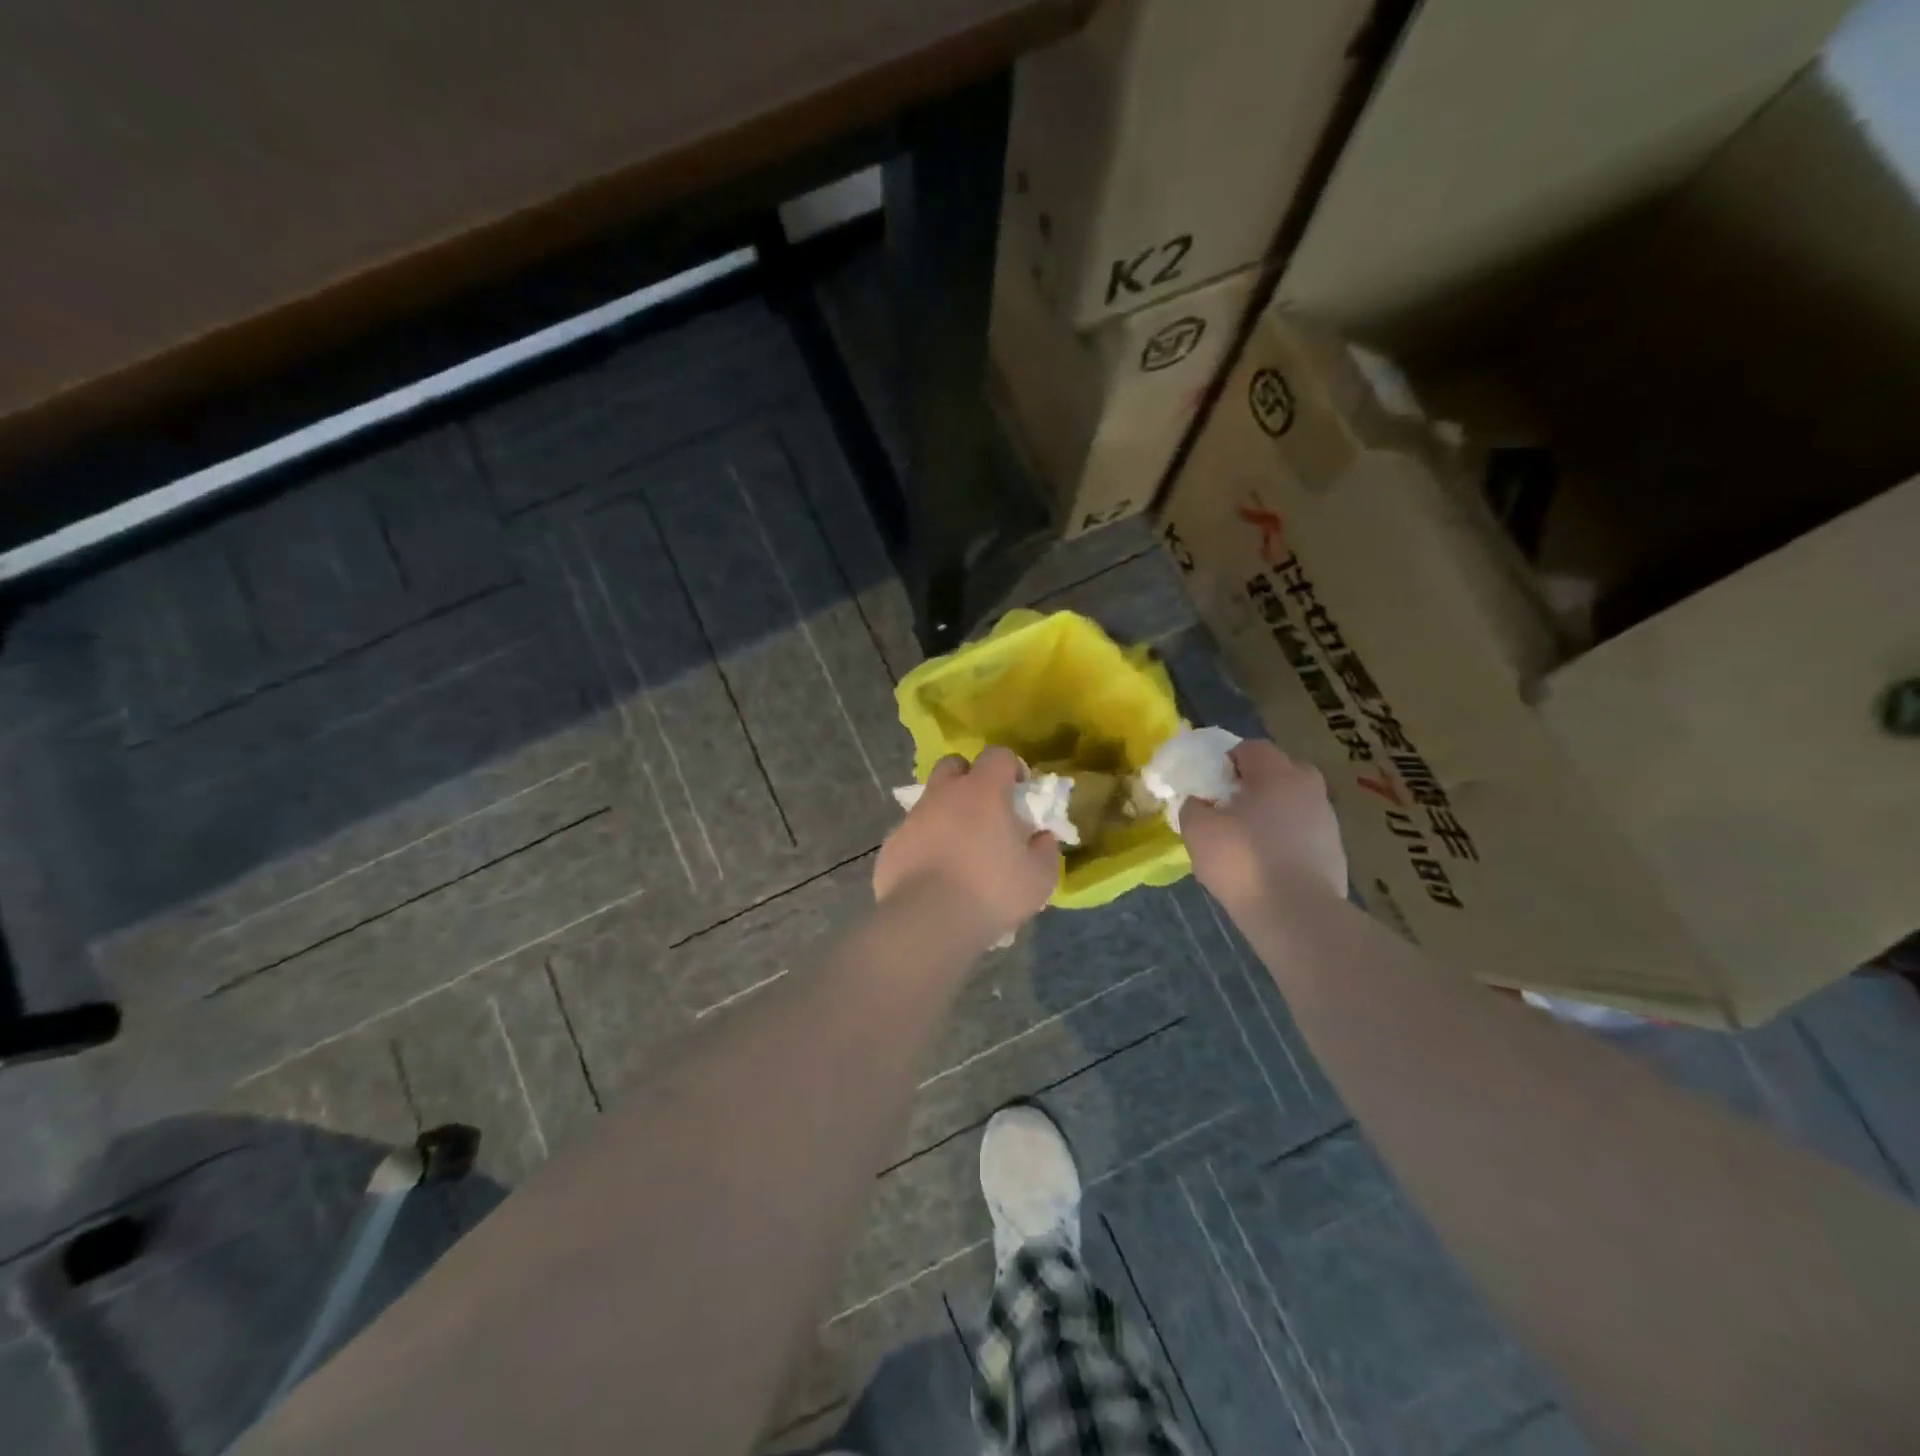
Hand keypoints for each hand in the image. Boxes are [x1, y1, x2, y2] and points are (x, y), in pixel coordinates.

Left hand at [875, 747, 1060, 943]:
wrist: (927, 922)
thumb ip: (1046, 849)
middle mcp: (944, 794)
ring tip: (959, 850)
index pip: (998, 755)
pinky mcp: (891, 844)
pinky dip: (924, 843)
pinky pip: (912, 832)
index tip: (1019, 795)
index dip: (1011, 769)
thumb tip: (1043, 837)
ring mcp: (913, 817)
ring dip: (946, 813)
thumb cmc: (991, 893)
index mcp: (983, 791)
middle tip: (985, 813)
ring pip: (930, 799)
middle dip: (970, 779)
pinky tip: (933, 874)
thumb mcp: (1039, 878)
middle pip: (954, 765)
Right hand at [1182, 740, 1347, 909]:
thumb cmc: (1242, 861)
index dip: (1227, 761)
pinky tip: (1268, 865)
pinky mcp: (1335, 852)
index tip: (1211, 786)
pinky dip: (1287, 840)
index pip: (1251, 748)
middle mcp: (1309, 788)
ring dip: (1273, 813)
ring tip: (1248, 841)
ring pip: (1294, 803)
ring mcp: (1328, 821)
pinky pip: (1304, 833)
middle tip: (1231, 808)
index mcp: (1277, 774)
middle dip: (1256, 784)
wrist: (1296, 915)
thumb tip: (1200, 802)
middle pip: (1280, 772)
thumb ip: (1193, 807)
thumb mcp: (1198, 830)